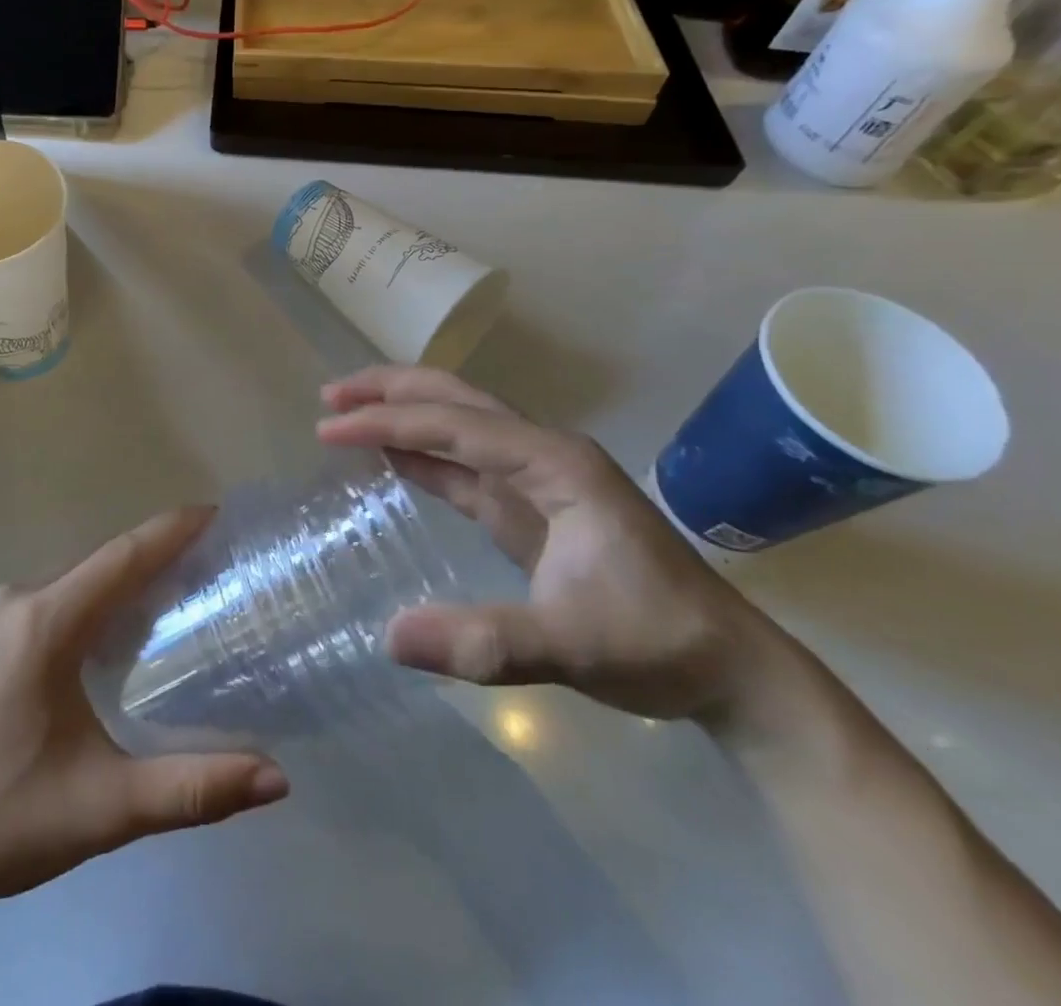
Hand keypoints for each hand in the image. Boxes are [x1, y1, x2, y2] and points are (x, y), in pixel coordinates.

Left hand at [0, 507, 288, 916]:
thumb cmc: (0, 820)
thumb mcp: (104, 808)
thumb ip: (193, 790)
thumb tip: (277, 778)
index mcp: (42, 624)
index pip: (120, 558)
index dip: (170, 531)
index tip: (215, 515)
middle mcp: (13, 600)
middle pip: (98, 565)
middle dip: (153, 559)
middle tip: (209, 567)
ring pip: (71, 582)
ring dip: (119, 583)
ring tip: (171, 598)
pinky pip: (47, 599)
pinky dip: (87, 602)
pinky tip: (107, 636)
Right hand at [317, 366, 772, 722]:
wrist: (731, 670)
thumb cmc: (658, 643)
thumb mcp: (573, 646)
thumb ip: (487, 641)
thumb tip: (391, 638)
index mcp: (555, 464)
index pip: (455, 425)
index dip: (388, 422)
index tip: (328, 427)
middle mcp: (544, 454)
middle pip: (457, 400)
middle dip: (391, 391)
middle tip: (330, 396)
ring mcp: (538, 478)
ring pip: (459, 424)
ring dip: (403, 413)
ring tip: (347, 411)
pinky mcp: (531, 506)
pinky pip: (465, 464)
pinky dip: (423, 453)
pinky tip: (392, 456)